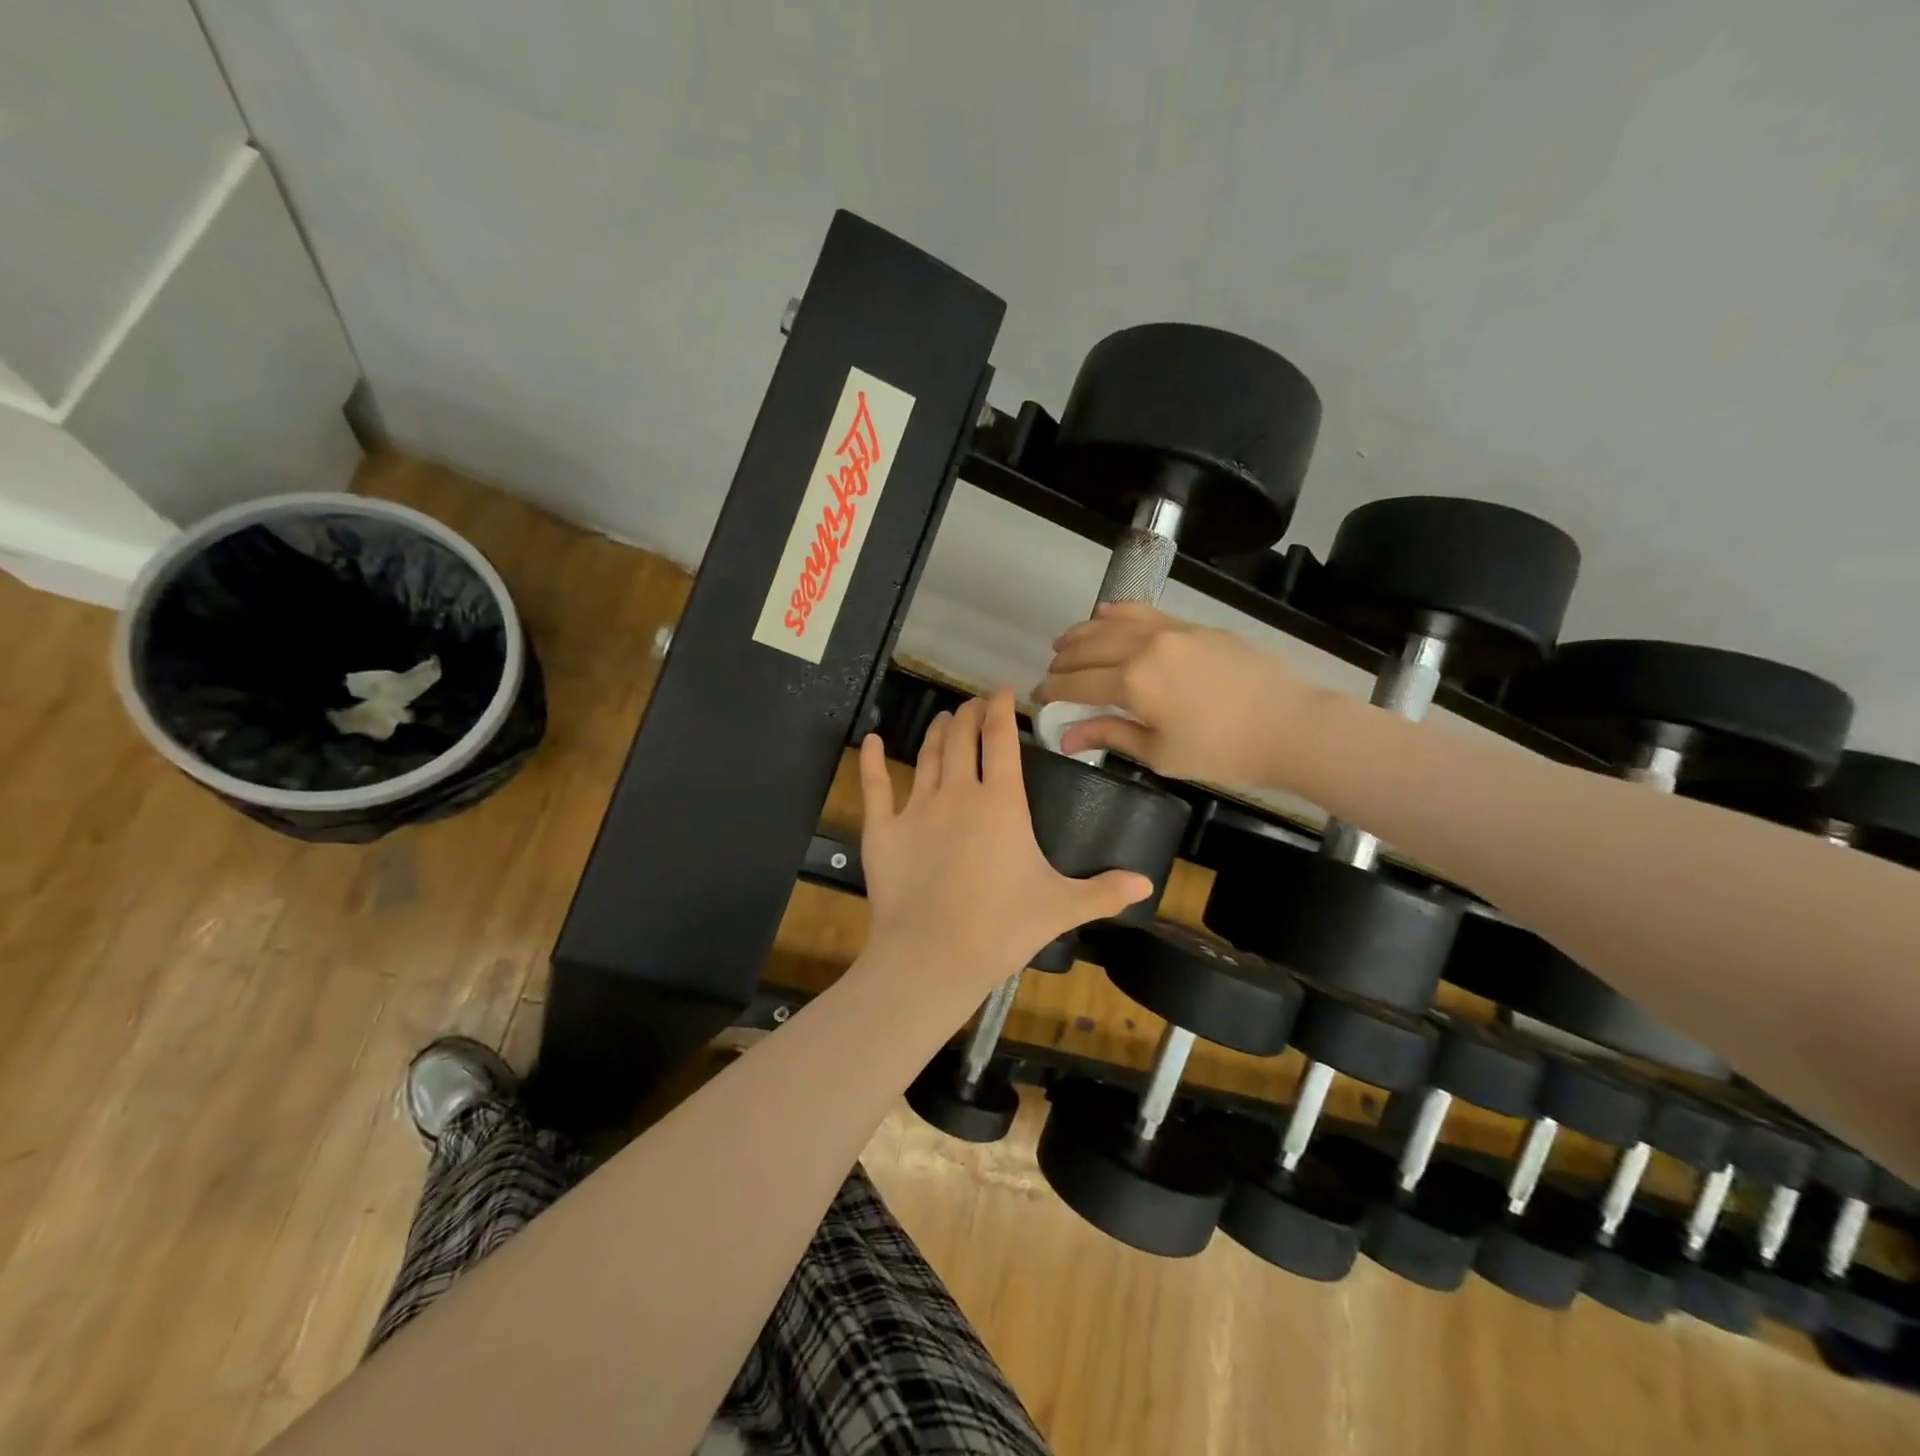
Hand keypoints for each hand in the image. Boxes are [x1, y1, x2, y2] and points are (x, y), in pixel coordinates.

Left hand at [857, 690, 1151, 996]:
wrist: (933, 957)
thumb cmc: (1002, 928)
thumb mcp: (1061, 908)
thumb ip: (1104, 891)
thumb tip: (1148, 884)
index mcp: (1002, 803)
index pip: (1001, 740)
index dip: (1001, 710)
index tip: (1002, 692)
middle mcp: (958, 793)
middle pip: (963, 738)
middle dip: (970, 714)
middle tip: (973, 704)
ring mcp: (916, 808)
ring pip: (928, 755)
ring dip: (938, 732)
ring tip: (944, 718)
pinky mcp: (883, 829)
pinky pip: (875, 786)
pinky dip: (873, 761)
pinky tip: (872, 741)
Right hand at [1035, 603, 1313, 785]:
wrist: (1290, 725)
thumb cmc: (1223, 751)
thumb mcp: (1161, 753)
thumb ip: (1111, 735)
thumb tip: (1067, 737)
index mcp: (1133, 684)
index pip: (1076, 684)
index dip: (1052, 691)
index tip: (1038, 698)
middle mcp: (1144, 648)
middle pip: (1089, 649)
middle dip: (1063, 662)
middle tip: (1051, 674)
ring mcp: (1171, 631)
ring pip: (1112, 624)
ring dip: (1082, 633)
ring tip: (1065, 643)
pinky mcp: (1193, 627)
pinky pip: (1144, 613)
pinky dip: (1118, 613)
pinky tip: (1104, 614)